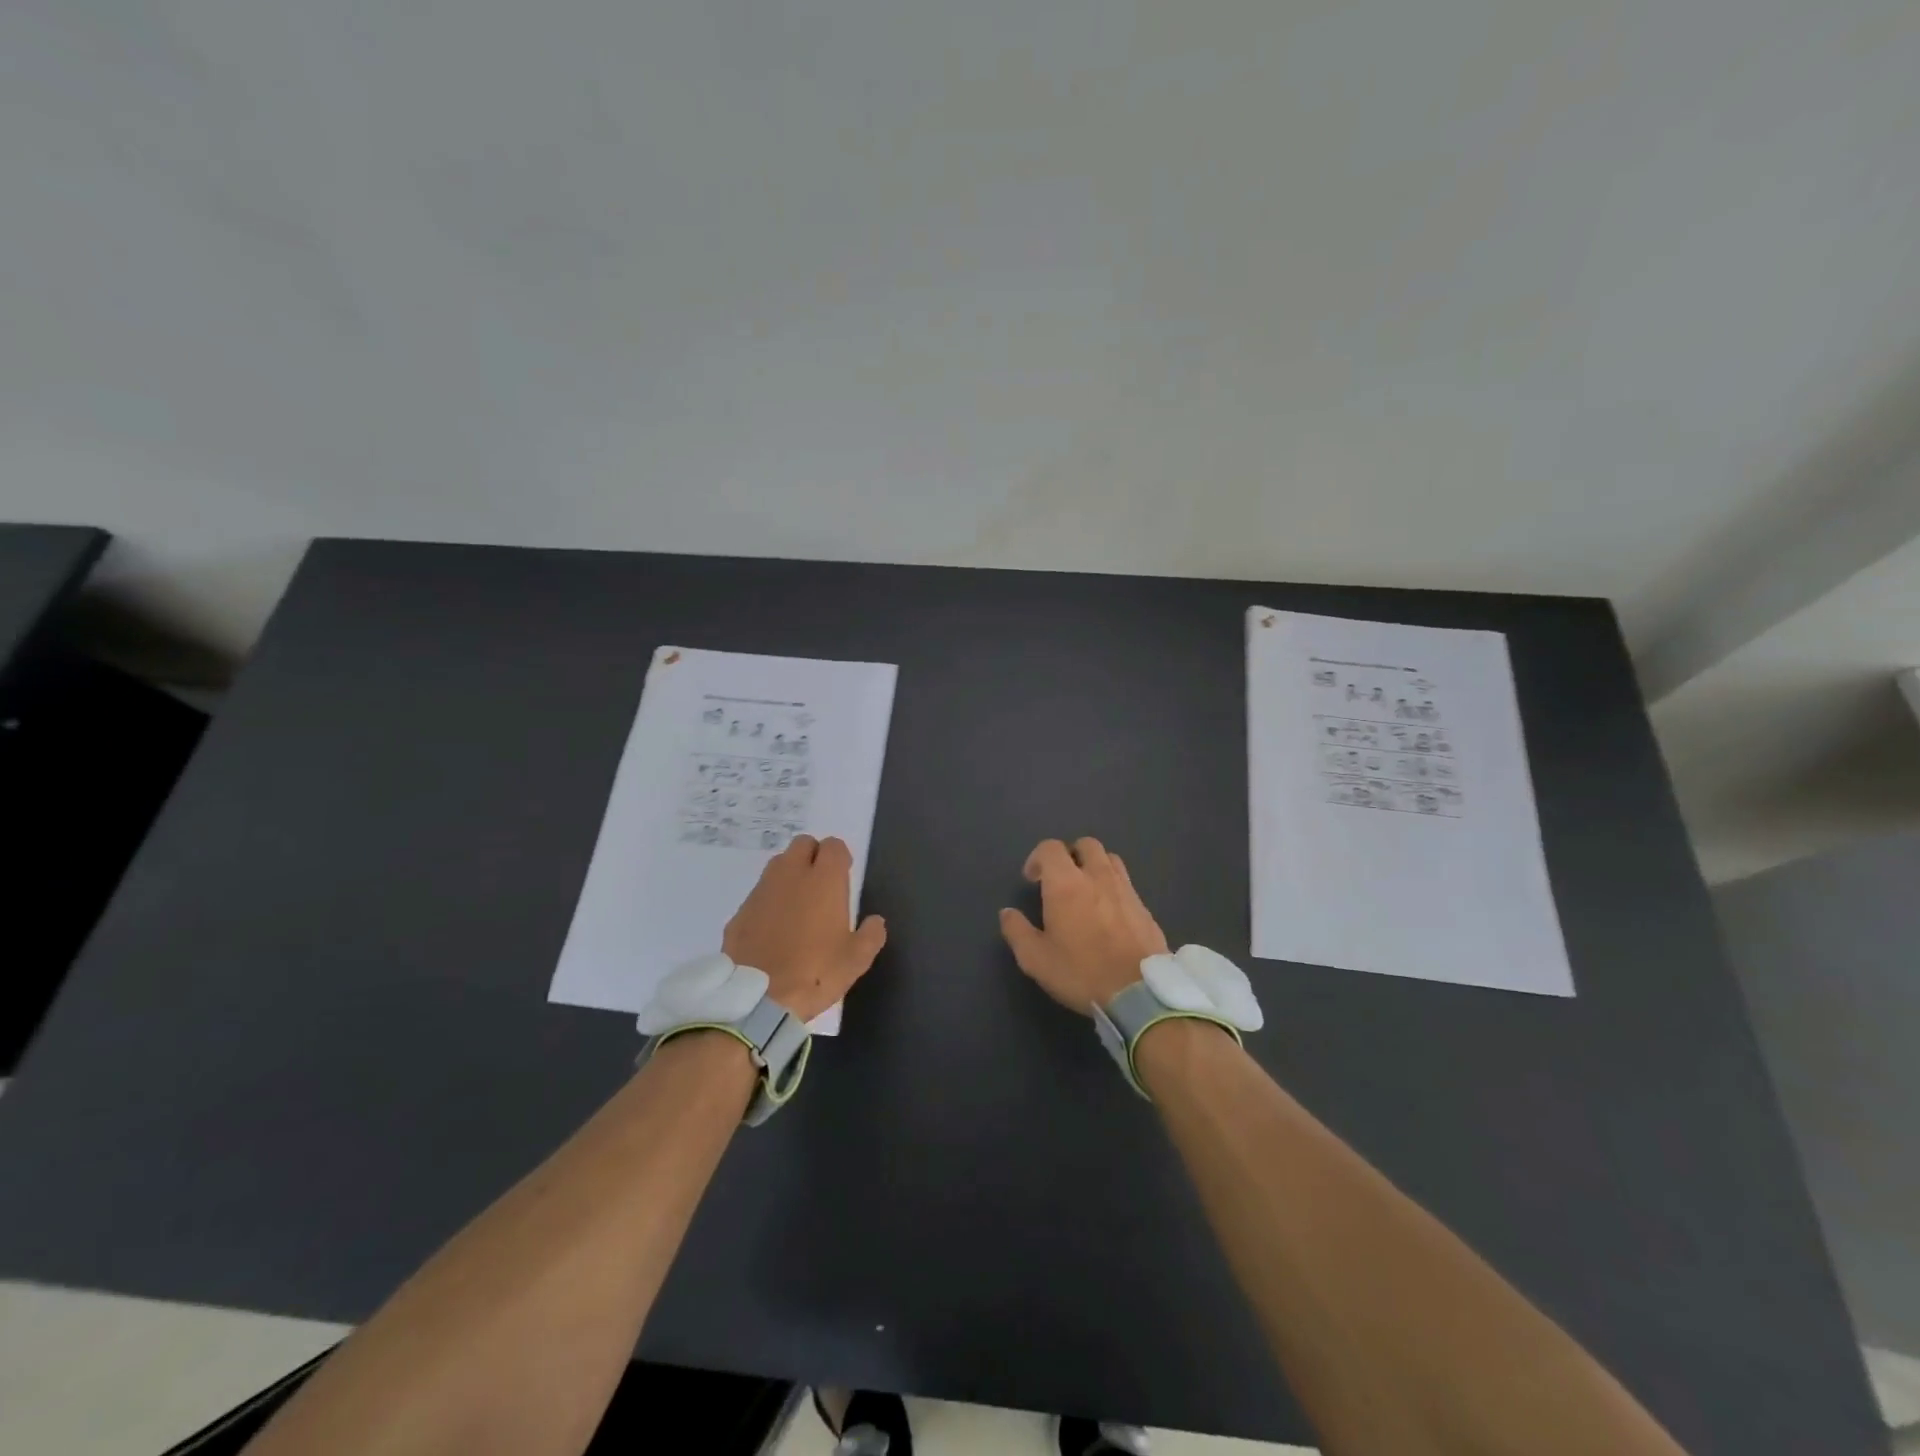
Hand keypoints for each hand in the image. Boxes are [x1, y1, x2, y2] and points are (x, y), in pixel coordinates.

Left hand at [723, 835, 886, 1021]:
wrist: (757, 998)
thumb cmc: (815, 973)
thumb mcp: (856, 960)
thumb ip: (871, 935)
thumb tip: (875, 922)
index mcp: (824, 880)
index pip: (834, 846)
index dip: (840, 858)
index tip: (843, 877)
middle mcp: (791, 874)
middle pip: (803, 844)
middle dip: (813, 856)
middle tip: (821, 885)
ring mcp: (761, 890)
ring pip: (778, 865)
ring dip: (789, 875)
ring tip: (797, 906)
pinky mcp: (740, 911)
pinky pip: (759, 894)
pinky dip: (768, 902)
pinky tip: (772, 929)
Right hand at [999, 838, 1168, 1015]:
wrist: (1139, 994)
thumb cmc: (1081, 973)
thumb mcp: (1036, 959)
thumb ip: (1017, 931)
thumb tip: (1007, 913)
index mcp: (1066, 884)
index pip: (1050, 848)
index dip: (1037, 858)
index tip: (1032, 880)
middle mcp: (1098, 876)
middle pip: (1085, 845)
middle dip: (1070, 855)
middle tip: (1060, 880)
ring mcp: (1126, 889)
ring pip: (1109, 859)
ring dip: (1094, 866)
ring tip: (1086, 891)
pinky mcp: (1144, 906)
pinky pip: (1126, 883)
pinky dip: (1113, 887)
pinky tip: (1108, 914)